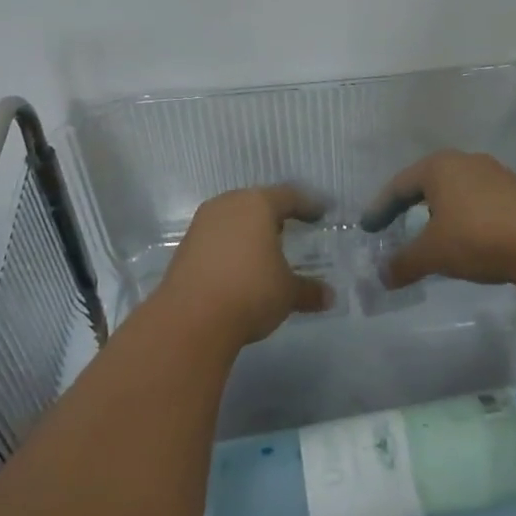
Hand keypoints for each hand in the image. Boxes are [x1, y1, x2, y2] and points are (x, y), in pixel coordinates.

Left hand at [156, 185, 331, 345]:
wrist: (191, 318)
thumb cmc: (250, 292)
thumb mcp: (287, 293)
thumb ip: (308, 290)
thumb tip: (329, 297)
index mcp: (258, 205)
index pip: (289, 196)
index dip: (307, 205)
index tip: (320, 213)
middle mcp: (228, 205)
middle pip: (256, 203)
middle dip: (274, 215)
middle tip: (290, 228)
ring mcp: (202, 224)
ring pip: (233, 218)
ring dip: (249, 230)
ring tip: (264, 248)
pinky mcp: (185, 246)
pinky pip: (216, 237)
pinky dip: (230, 246)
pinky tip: (238, 265)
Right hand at [361, 150, 515, 288]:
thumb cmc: (476, 237)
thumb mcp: (433, 253)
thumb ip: (404, 263)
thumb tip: (382, 276)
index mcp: (438, 167)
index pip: (399, 185)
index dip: (380, 208)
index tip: (368, 227)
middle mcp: (465, 161)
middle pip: (427, 183)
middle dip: (409, 205)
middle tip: (395, 224)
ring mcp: (494, 174)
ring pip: (456, 190)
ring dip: (439, 211)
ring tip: (431, 234)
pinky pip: (479, 201)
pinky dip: (464, 217)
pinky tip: (466, 238)